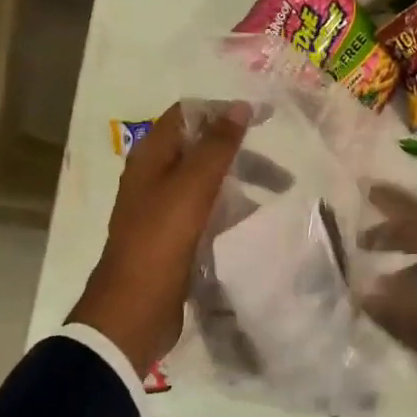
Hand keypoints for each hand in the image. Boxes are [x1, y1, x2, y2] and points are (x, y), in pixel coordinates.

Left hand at [69, 101, 251, 375]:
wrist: (135, 309)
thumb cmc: (161, 240)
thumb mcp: (192, 187)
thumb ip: (217, 146)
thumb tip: (240, 107)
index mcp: (151, 157)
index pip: (188, 114)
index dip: (224, 111)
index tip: (265, 119)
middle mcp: (154, 177)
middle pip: (201, 149)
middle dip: (241, 153)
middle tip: (281, 172)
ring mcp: (163, 209)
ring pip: (207, 182)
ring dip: (240, 182)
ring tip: (278, 197)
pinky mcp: (174, 238)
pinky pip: (206, 212)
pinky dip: (230, 209)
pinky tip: (255, 220)